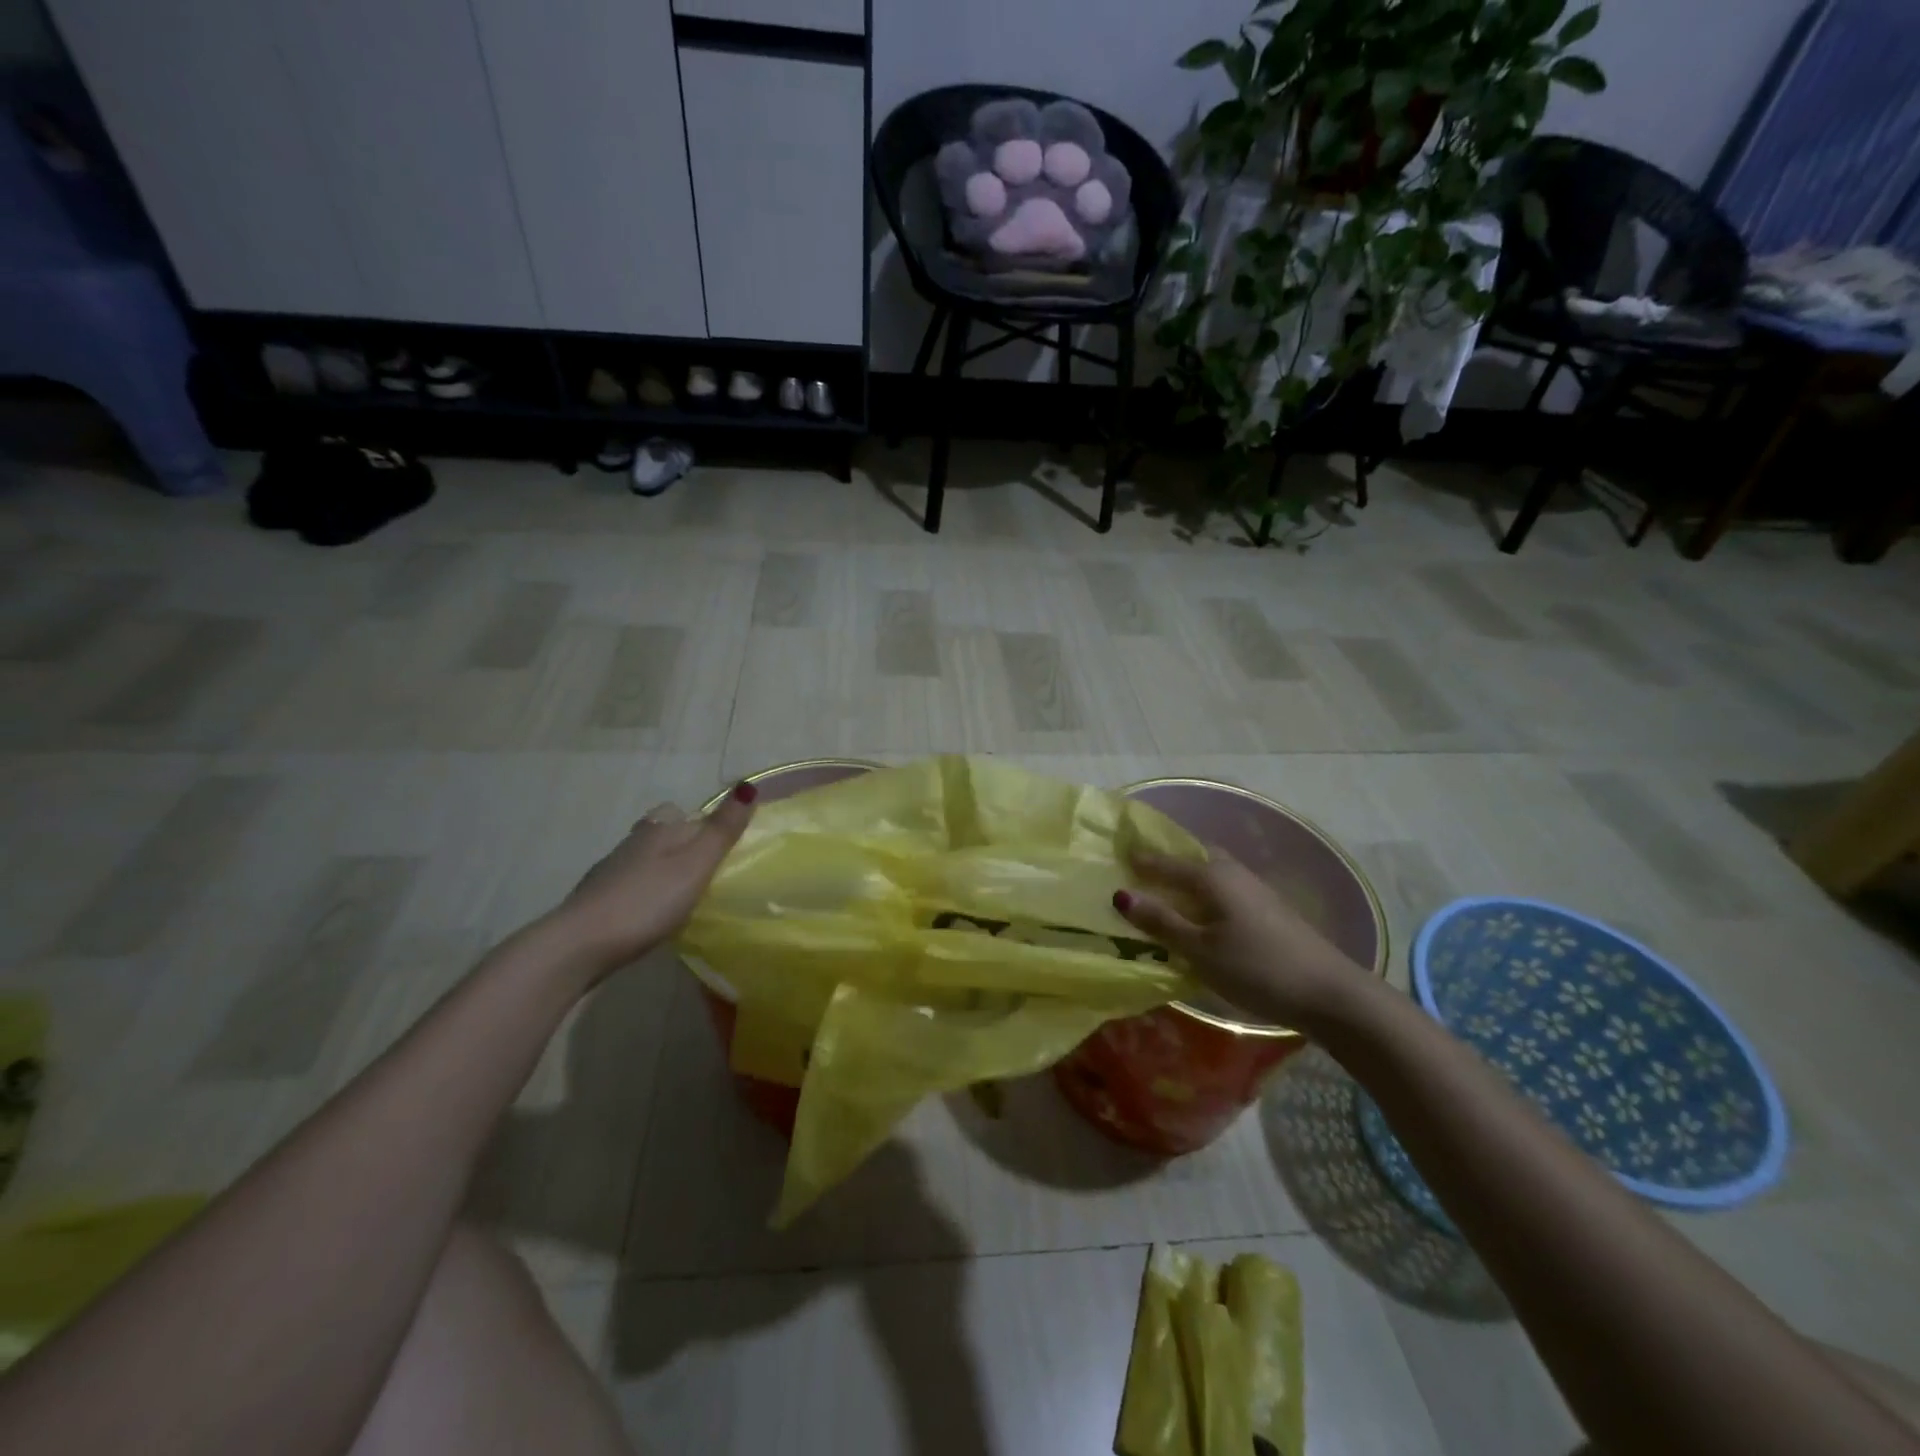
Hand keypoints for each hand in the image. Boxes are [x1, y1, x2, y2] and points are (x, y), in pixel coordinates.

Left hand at [552, 783, 756, 974]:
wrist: (579, 945)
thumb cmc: (646, 901)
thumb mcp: (695, 865)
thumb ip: (722, 830)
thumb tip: (748, 784)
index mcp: (658, 830)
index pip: (683, 812)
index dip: (704, 823)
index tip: (722, 846)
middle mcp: (632, 843)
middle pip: (660, 833)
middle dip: (681, 844)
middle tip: (705, 871)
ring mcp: (609, 872)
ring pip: (643, 859)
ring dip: (661, 869)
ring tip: (683, 895)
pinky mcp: (595, 901)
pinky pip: (629, 885)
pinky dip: (643, 892)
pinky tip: (651, 914)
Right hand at [1113, 848, 1367, 1028]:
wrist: (1330, 993)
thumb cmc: (1256, 968)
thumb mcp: (1200, 950)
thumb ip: (1161, 922)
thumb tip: (1121, 894)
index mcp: (1211, 875)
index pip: (1166, 861)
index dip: (1140, 861)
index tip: (1116, 857)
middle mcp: (1232, 872)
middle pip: (1193, 857)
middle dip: (1167, 861)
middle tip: (1140, 871)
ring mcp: (1254, 889)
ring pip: (1211, 873)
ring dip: (1187, 878)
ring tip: (1165, 893)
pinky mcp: (1267, 909)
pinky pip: (1224, 888)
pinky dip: (1204, 893)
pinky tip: (1200, 913)